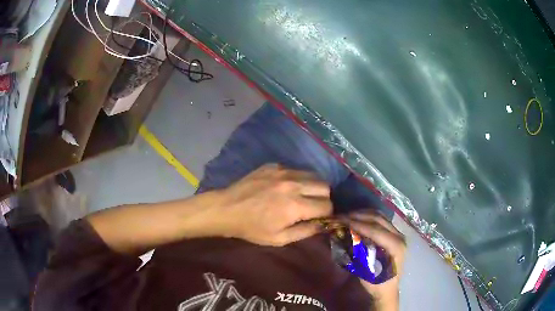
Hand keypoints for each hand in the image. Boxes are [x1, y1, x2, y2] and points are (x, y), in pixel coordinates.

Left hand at [217, 164, 331, 245]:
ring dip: (312, 187)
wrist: (227, 209)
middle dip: (323, 198)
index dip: (327, 214)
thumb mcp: (279, 239)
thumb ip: (305, 232)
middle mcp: (293, 184)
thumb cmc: (252, 228)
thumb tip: (323, 225)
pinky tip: (284, 188)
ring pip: (313, 175)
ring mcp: (283, 171)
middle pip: (325, 186)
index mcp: (295, 205)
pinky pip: (295, 170)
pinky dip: (297, 179)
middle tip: (312, 206)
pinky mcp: (273, 165)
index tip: (319, 218)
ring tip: (301, 196)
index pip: (327, 205)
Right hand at [342, 211, 405, 309]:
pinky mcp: (394, 233)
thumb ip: (359, 257)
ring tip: (346, 217)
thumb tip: (346, 240)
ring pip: (379, 216)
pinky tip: (356, 219)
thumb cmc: (378, 284)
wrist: (390, 288)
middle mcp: (399, 236)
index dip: (358, 224)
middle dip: (357, 216)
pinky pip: (380, 220)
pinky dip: (367, 217)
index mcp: (396, 246)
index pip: (375, 230)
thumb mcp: (367, 274)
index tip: (341, 221)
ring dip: (362, 214)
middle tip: (340, 217)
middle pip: (377, 219)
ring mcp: (398, 233)